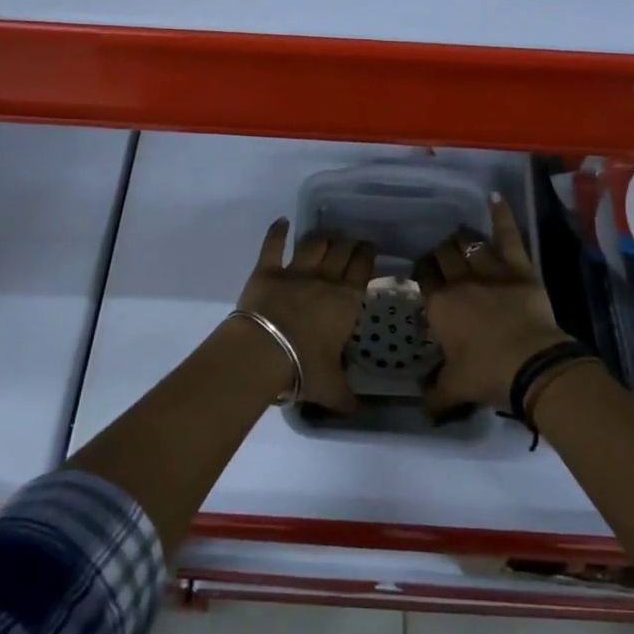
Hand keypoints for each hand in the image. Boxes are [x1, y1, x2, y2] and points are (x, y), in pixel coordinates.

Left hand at [237, 220, 374, 414]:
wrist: (263, 353)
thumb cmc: (304, 368)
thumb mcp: (331, 388)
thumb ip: (346, 397)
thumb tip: (357, 410)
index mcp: (346, 301)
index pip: (363, 268)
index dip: (367, 255)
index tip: (369, 249)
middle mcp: (325, 279)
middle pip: (341, 250)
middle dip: (348, 242)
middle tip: (351, 241)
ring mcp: (295, 271)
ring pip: (314, 243)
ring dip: (322, 236)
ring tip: (327, 234)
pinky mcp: (266, 270)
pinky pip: (273, 245)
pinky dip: (277, 231)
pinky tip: (281, 222)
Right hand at [417, 195, 573, 415]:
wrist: (531, 365)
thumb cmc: (487, 375)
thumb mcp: (454, 389)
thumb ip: (433, 395)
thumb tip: (420, 407)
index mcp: (440, 306)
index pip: (423, 277)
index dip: (420, 271)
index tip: (421, 271)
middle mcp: (460, 282)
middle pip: (444, 256)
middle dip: (439, 254)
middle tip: (440, 257)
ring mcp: (491, 271)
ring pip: (469, 245)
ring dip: (461, 240)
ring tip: (458, 238)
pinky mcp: (519, 269)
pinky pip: (508, 237)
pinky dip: (502, 216)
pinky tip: (494, 198)